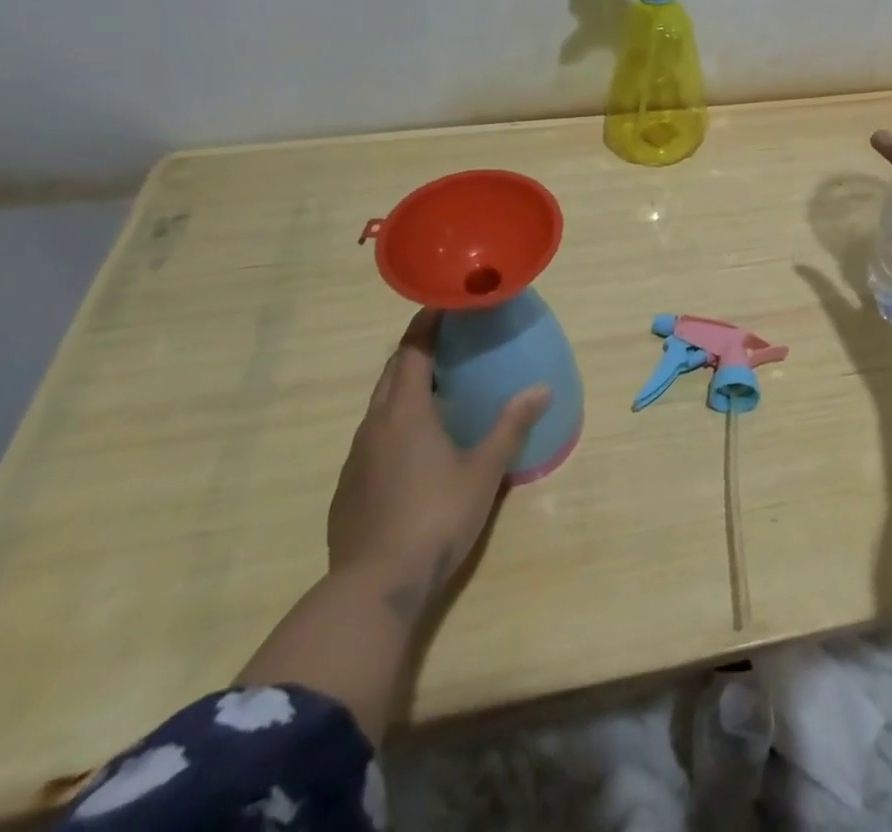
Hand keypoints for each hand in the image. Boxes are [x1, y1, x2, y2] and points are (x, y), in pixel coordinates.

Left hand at [327, 310, 549, 613]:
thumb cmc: (435, 517)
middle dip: (417, 350)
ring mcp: (356, 458)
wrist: (373, 588)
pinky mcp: (349, 488)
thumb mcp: (484, 470)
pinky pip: (374, 438)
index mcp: (404, 412)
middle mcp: (374, 426)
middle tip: (450, 341)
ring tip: (438, 390)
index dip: (428, 323)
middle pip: (392, 373)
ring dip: (406, 388)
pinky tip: (417, 447)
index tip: (447, 303)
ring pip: (380, 407)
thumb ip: (511, 426)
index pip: (412, 350)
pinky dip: (396, 424)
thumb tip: (542, 389)